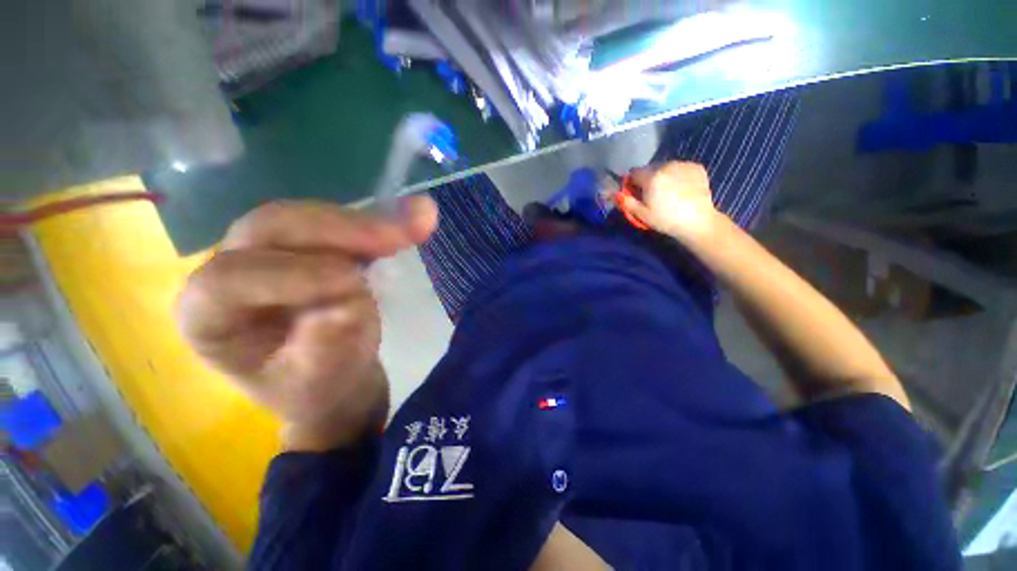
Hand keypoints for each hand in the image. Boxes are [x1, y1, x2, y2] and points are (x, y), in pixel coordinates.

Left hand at [175, 198, 437, 449]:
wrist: (335, 376)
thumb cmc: (316, 389)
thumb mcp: (319, 385)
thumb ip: (326, 349)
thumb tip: (349, 304)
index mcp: (210, 316)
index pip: (231, 279)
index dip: (293, 275)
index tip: (354, 281)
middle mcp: (232, 269)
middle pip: (273, 228)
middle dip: (338, 230)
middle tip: (395, 237)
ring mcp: (273, 249)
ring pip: (311, 217)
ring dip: (367, 221)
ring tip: (415, 223)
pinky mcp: (313, 244)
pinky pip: (342, 223)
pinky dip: (379, 222)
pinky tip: (409, 221)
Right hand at [620, 162, 723, 243]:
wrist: (697, 221)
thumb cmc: (665, 220)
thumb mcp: (641, 214)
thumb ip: (626, 201)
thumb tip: (616, 193)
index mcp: (651, 176)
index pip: (634, 173)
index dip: (632, 183)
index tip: (635, 193)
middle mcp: (666, 165)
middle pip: (650, 168)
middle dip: (648, 179)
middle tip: (652, 195)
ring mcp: (683, 165)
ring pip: (666, 167)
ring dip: (663, 176)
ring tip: (668, 192)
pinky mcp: (697, 167)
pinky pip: (680, 168)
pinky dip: (678, 175)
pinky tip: (681, 189)